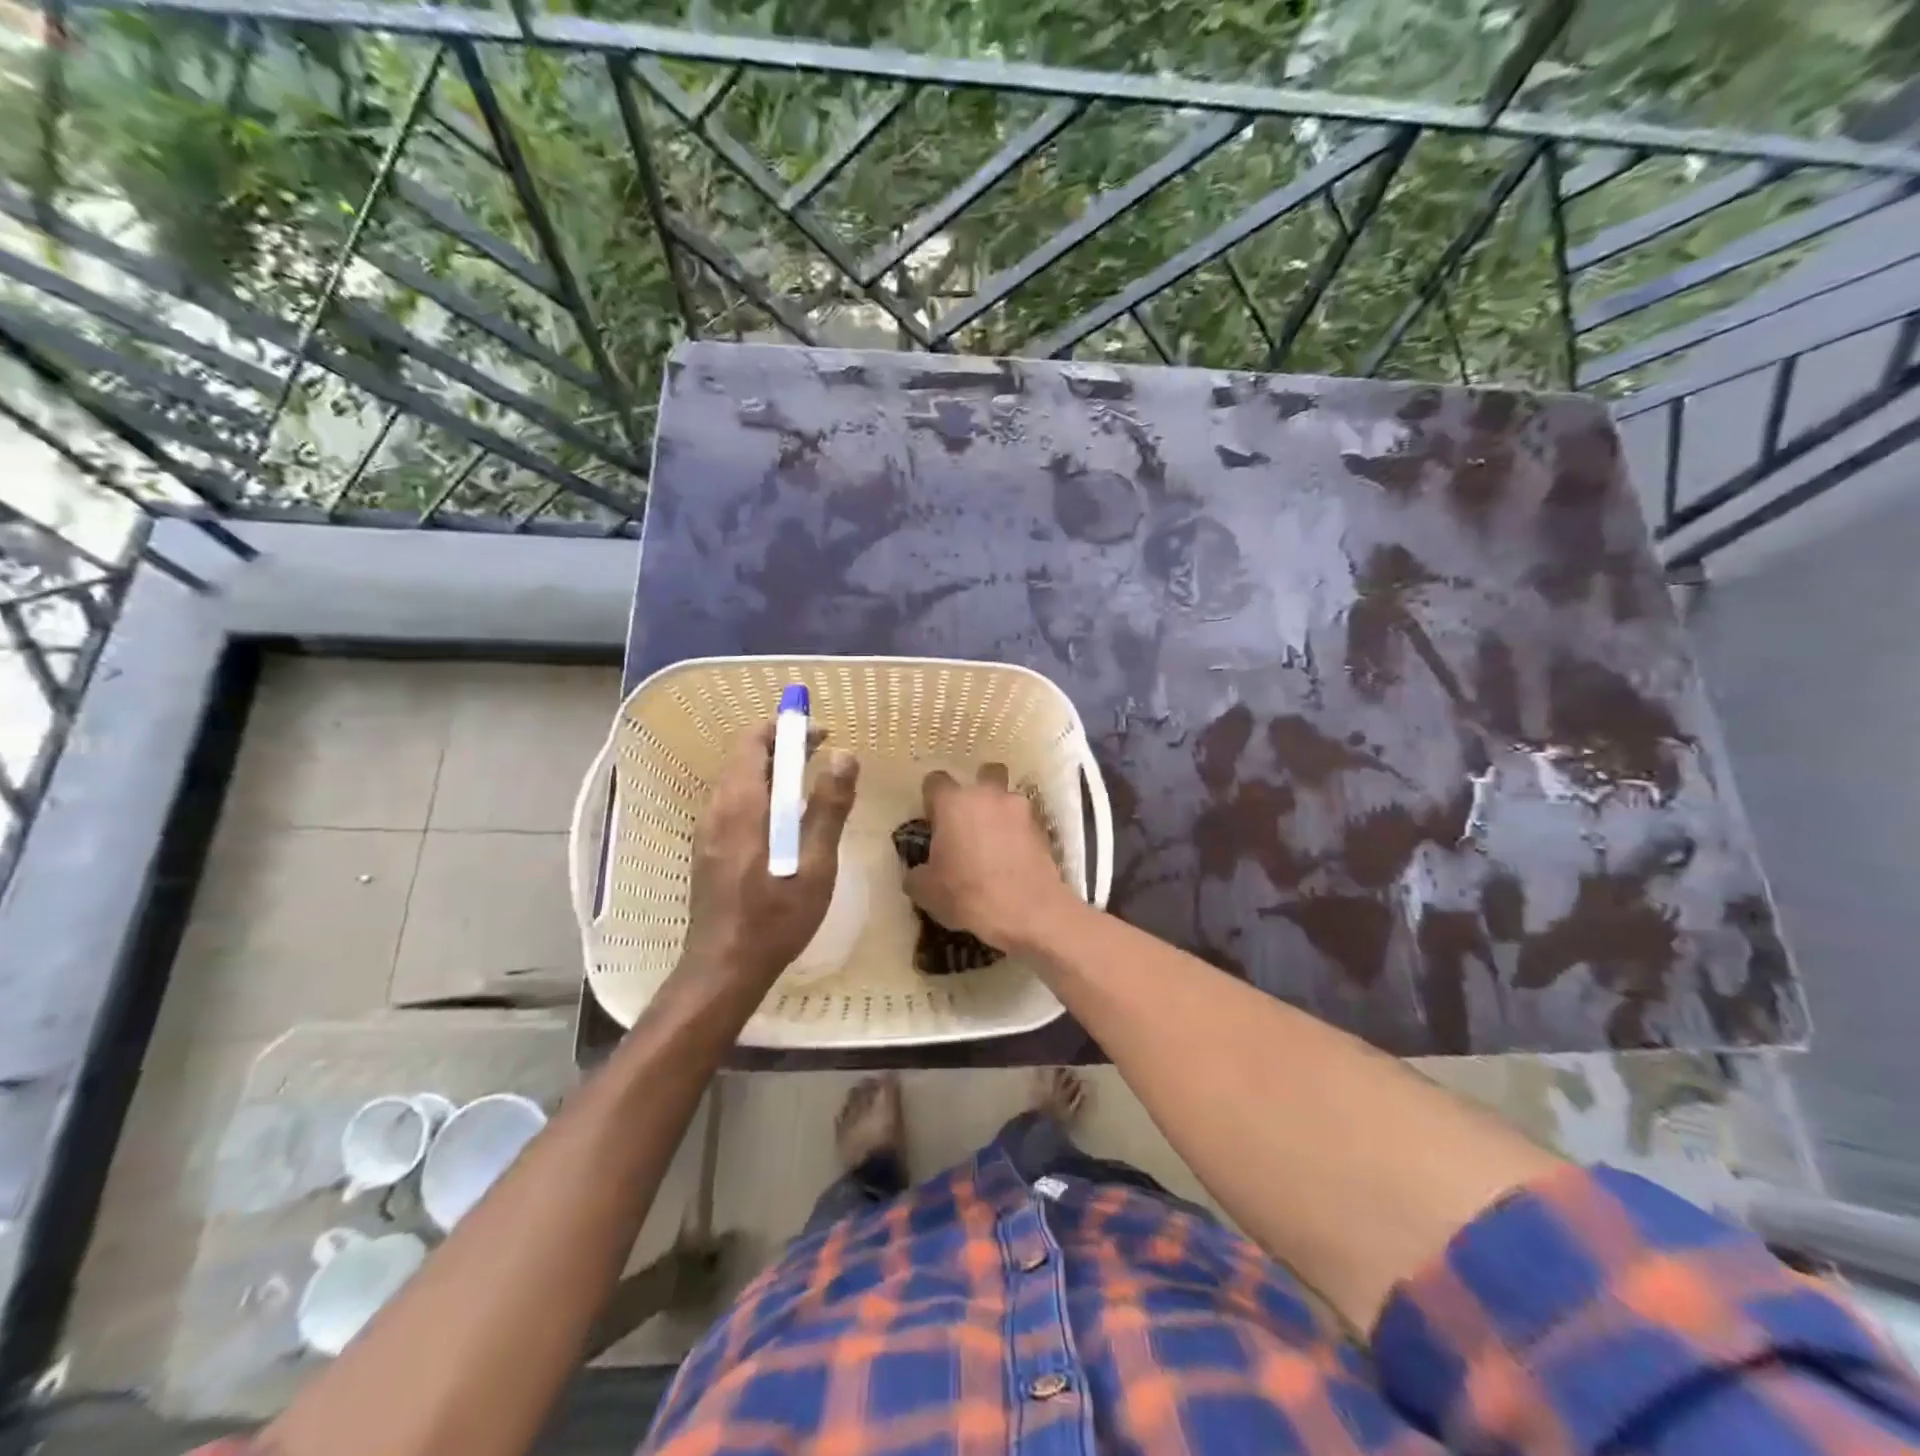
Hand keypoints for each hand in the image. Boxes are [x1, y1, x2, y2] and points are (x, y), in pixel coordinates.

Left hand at [681, 723, 858, 989]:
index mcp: (741, 805)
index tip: (822, 733)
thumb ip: (828, 808)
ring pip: (740, 781)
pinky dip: (763, 793)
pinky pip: (735, 803)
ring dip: (774, 771)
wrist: (724, 968)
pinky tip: (787, 819)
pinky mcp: (709, 849)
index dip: (787, 728)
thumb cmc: (775, 917)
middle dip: (784, 746)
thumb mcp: (814, 864)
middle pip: (746, 757)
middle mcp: (717, 808)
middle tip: (825, 754)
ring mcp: (709, 830)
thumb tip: (844, 755)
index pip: (754, 741)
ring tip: (812, 784)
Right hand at [904, 765, 1079, 952]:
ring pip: (1008, 797)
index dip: (932, 799)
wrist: (1028, 911)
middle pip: (983, 773)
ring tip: (995, 841)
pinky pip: (1025, 822)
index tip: (932, 821)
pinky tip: (1014, 857)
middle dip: (977, 789)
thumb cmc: (968, 894)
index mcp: (953, 803)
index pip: (935, 781)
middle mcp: (988, 795)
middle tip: (969, 820)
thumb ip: (916, 874)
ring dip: (1001, 811)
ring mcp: (1019, 809)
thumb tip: (917, 872)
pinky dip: (1019, 833)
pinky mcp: (1043, 828)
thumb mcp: (926, 892)